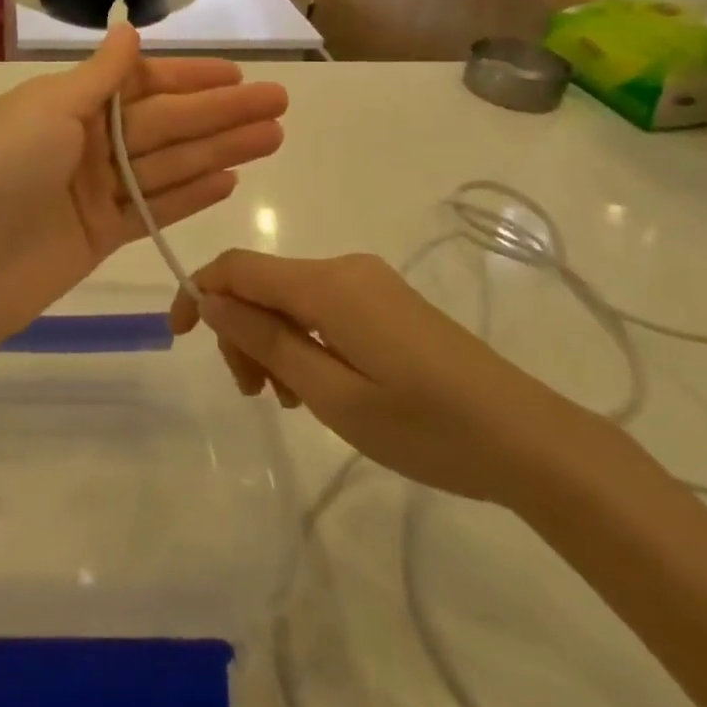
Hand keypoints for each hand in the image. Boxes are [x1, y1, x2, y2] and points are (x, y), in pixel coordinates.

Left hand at [0, 26, 286, 346]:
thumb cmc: (1, 170)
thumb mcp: (48, 108)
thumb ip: (99, 76)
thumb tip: (128, 31)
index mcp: (67, 103)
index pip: (141, 83)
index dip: (191, 79)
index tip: (238, 76)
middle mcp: (85, 142)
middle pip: (165, 123)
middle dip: (221, 113)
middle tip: (280, 103)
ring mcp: (95, 190)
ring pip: (169, 164)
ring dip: (219, 150)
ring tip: (272, 138)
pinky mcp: (103, 234)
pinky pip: (155, 208)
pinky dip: (190, 195)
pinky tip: (231, 180)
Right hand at [170, 250, 593, 504]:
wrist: (527, 439)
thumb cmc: (425, 425)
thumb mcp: (332, 394)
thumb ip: (267, 341)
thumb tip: (211, 300)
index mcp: (326, 284)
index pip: (238, 267)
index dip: (198, 290)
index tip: (178, 336)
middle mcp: (343, 268)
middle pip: (264, 284)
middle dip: (242, 330)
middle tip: (254, 396)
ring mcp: (369, 282)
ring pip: (292, 298)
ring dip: (273, 341)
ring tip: (291, 402)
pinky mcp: (387, 301)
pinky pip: (323, 307)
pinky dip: (304, 340)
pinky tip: (319, 386)